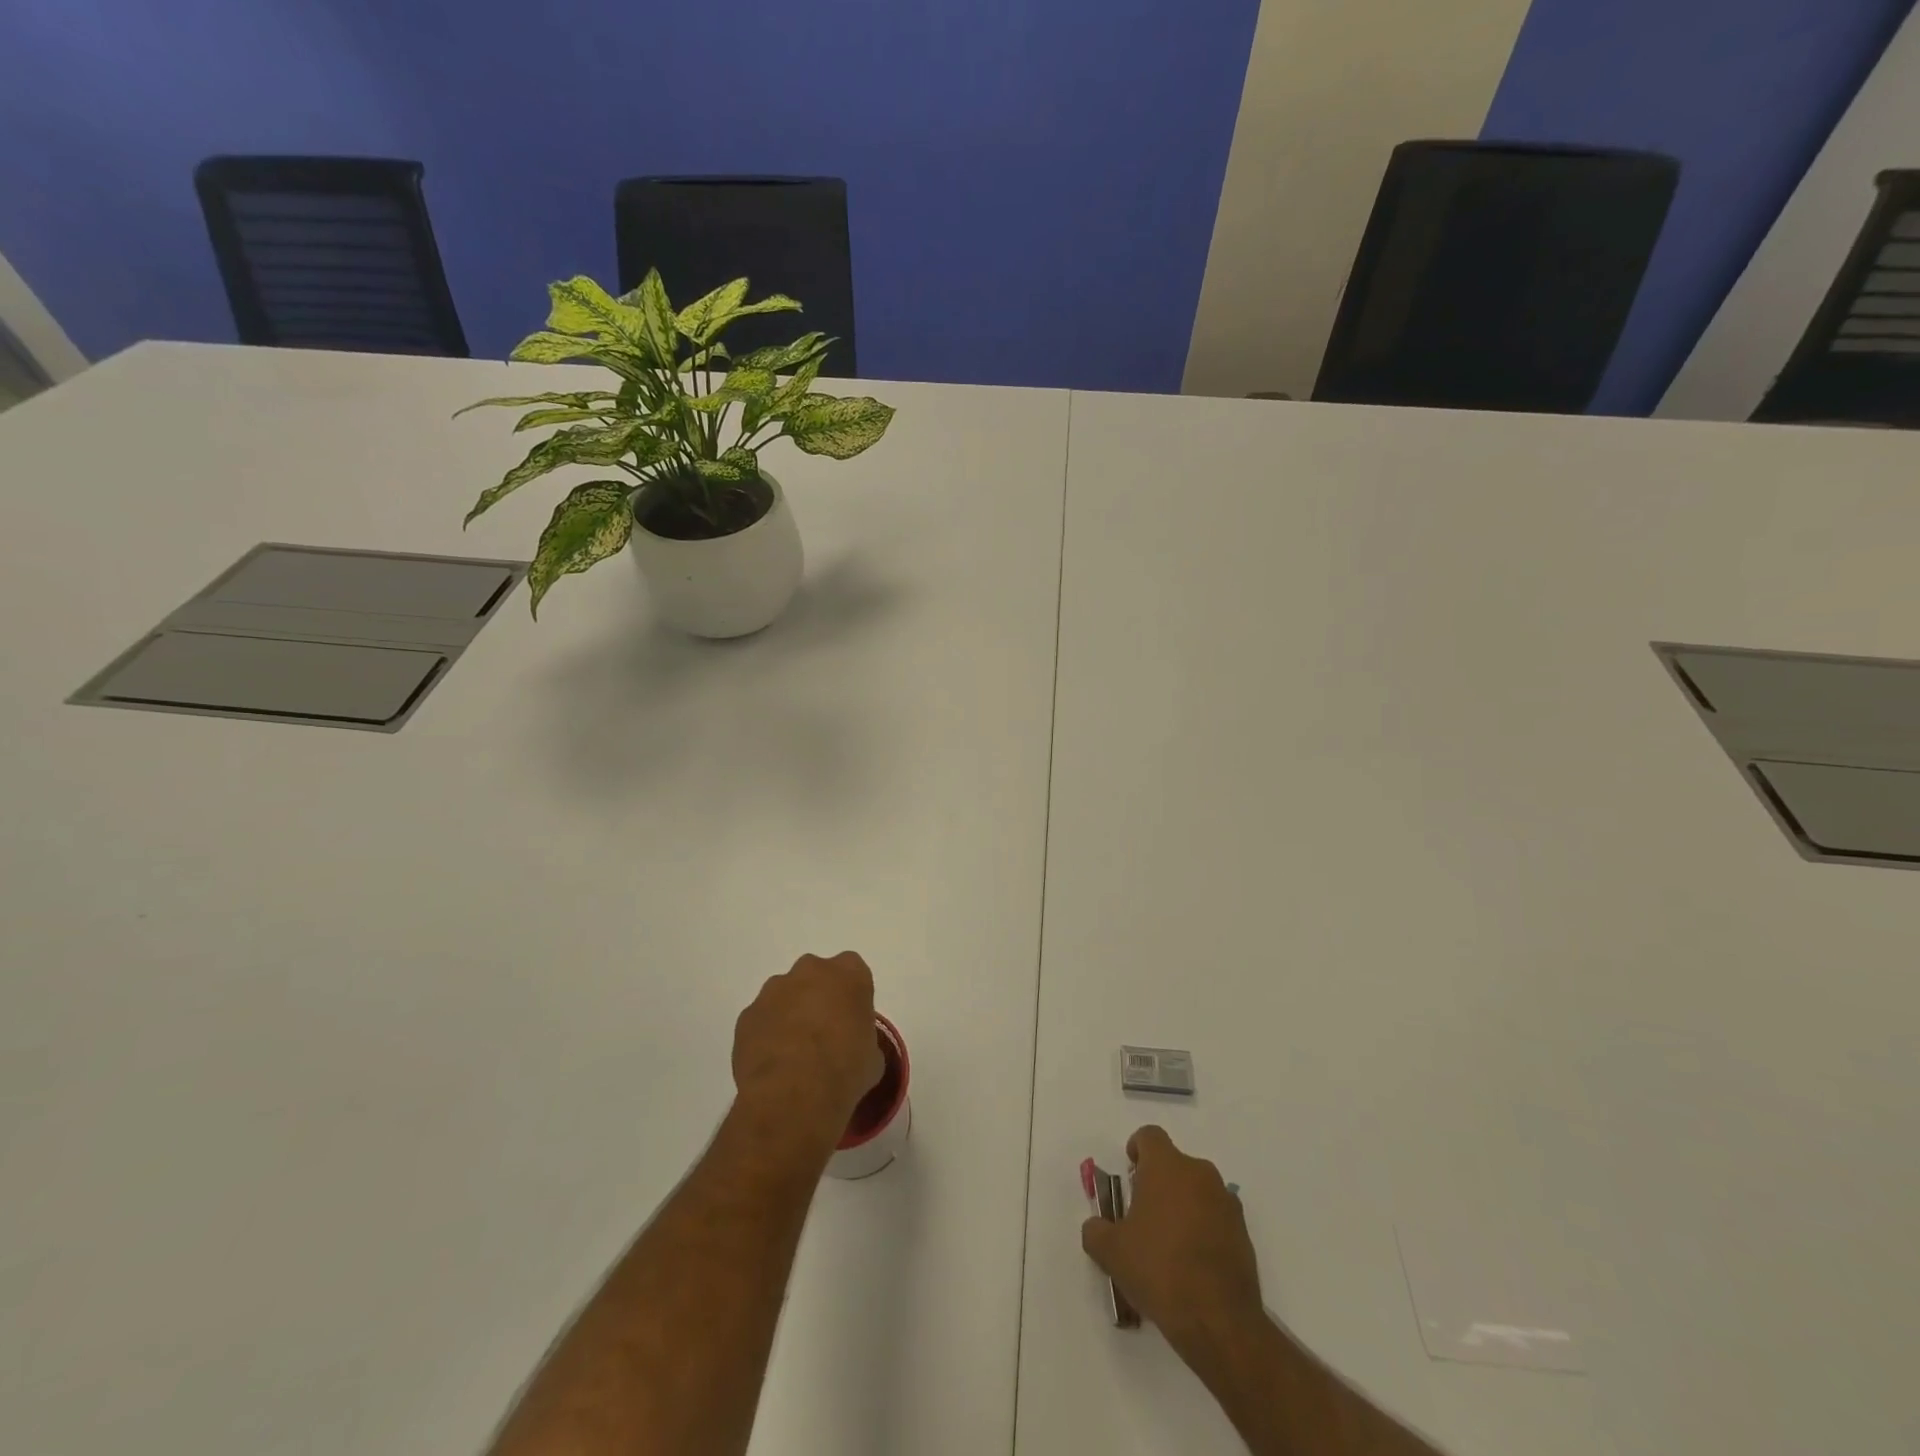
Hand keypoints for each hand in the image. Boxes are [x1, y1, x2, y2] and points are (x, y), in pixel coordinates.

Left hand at [732, 952, 884, 1150]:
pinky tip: (774, 1065)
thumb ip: (864, 1040)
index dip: (852, 997)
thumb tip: (854, 1049)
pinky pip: (762, 1020)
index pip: (854, 972)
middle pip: (816, 976)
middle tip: (824, 1034)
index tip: (852, 1021)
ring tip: (795, 1054)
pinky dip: (767, 1035)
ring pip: (785, 995)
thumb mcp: (873, 1058)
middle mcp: (811, 970)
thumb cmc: (845, 1070)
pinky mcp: (748, 1014)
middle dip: (819, 998)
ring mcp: (774, 990)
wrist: (793, 1094)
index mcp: (849, 974)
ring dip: (790, 1015)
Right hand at [1081, 1126, 1265, 1364]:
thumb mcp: (1111, 1252)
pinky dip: (1203, 1229)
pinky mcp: (1244, 1233)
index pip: (1149, 1136)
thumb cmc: (1159, 1269)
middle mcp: (1199, 1173)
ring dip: (1182, 1205)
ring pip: (1197, 1190)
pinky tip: (1192, 1264)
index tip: (1129, 1172)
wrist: (1219, 1320)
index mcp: (1166, 1166)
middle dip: (1158, 1182)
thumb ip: (1096, 1231)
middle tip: (1143, 1215)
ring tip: (1168, 1244)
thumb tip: (1096, 1226)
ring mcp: (1226, 1202)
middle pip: (1175, 1164)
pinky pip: (1216, 1217)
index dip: (1136, 1149)